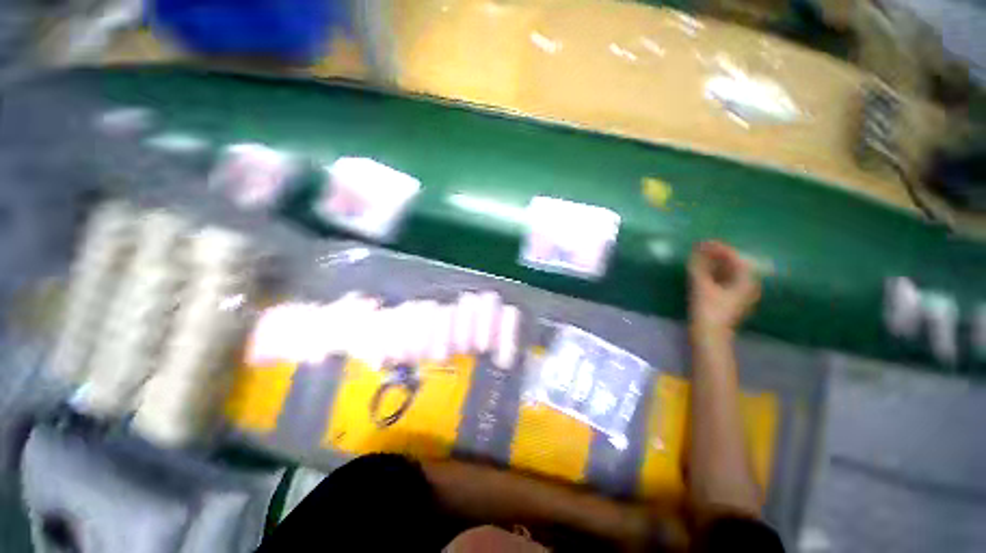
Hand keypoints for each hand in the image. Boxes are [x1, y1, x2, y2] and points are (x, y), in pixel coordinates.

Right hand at [688, 241, 760, 333]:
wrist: (709, 335)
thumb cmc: (708, 309)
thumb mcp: (701, 285)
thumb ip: (699, 265)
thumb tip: (697, 248)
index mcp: (746, 281)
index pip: (735, 258)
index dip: (719, 248)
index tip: (704, 242)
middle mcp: (749, 286)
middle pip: (734, 265)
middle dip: (718, 256)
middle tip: (701, 250)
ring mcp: (741, 295)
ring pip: (730, 274)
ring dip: (716, 265)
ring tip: (700, 259)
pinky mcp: (732, 302)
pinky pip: (726, 282)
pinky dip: (715, 275)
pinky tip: (704, 274)